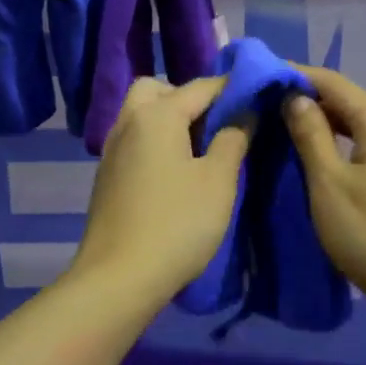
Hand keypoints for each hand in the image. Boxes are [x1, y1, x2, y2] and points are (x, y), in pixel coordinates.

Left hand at [70, 76, 250, 304]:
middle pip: (157, 90)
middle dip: (188, 98)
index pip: (200, 86)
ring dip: (169, 120)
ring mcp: (111, 150)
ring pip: (141, 115)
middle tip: (217, 125)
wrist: (118, 278)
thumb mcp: (218, 181)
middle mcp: (128, 122)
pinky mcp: (106, 176)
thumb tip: (243, 112)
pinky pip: (134, 140)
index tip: (258, 95)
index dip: (232, 87)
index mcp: (156, 115)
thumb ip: (233, 138)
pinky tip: (175, 173)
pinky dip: (155, 142)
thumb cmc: (177, 224)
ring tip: (201, 151)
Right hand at [283, 66, 365, 309]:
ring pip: (358, 126)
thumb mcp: (329, 184)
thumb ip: (311, 135)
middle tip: (265, 107)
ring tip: (284, 130)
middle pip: (347, 101)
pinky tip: (319, 158)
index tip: (260, 77)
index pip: (332, 82)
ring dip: (323, 124)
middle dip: (307, 100)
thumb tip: (295, 96)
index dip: (296, 75)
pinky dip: (340, 144)